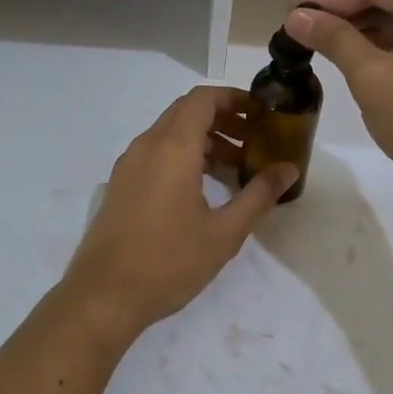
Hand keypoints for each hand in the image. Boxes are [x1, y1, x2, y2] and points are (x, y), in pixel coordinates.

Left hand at [57, 87, 297, 344]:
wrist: (104, 295)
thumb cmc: (169, 261)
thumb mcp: (224, 232)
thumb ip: (259, 195)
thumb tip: (288, 169)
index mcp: (173, 147)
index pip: (203, 99)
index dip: (234, 98)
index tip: (260, 114)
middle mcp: (147, 145)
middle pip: (187, 112)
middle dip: (223, 118)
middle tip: (254, 140)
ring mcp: (129, 164)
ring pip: (170, 133)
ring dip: (203, 139)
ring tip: (234, 167)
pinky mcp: (120, 184)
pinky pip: (155, 152)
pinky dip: (182, 155)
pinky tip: (201, 188)